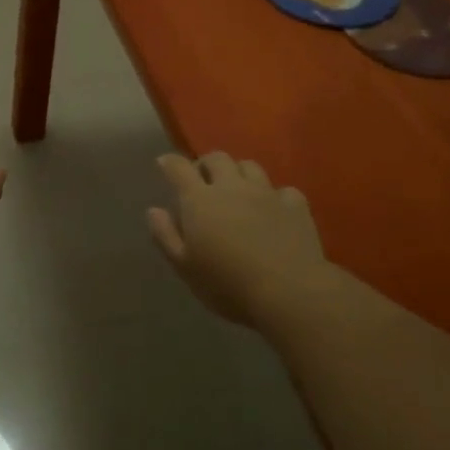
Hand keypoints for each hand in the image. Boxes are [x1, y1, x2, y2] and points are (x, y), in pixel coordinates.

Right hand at [147, 153, 339, 331]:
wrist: (288, 291)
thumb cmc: (227, 284)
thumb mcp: (185, 267)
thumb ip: (165, 235)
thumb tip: (154, 210)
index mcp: (200, 200)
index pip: (179, 168)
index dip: (169, 162)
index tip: (164, 164)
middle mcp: (232, 187)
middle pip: (217, 158)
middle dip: (206, 163)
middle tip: (202, 179)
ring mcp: (266, 193)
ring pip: (250, 166)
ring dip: (239, 172)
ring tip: (237, 189)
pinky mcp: (295, 205)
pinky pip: (283, 190)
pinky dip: (275, 196)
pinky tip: (274, 209)